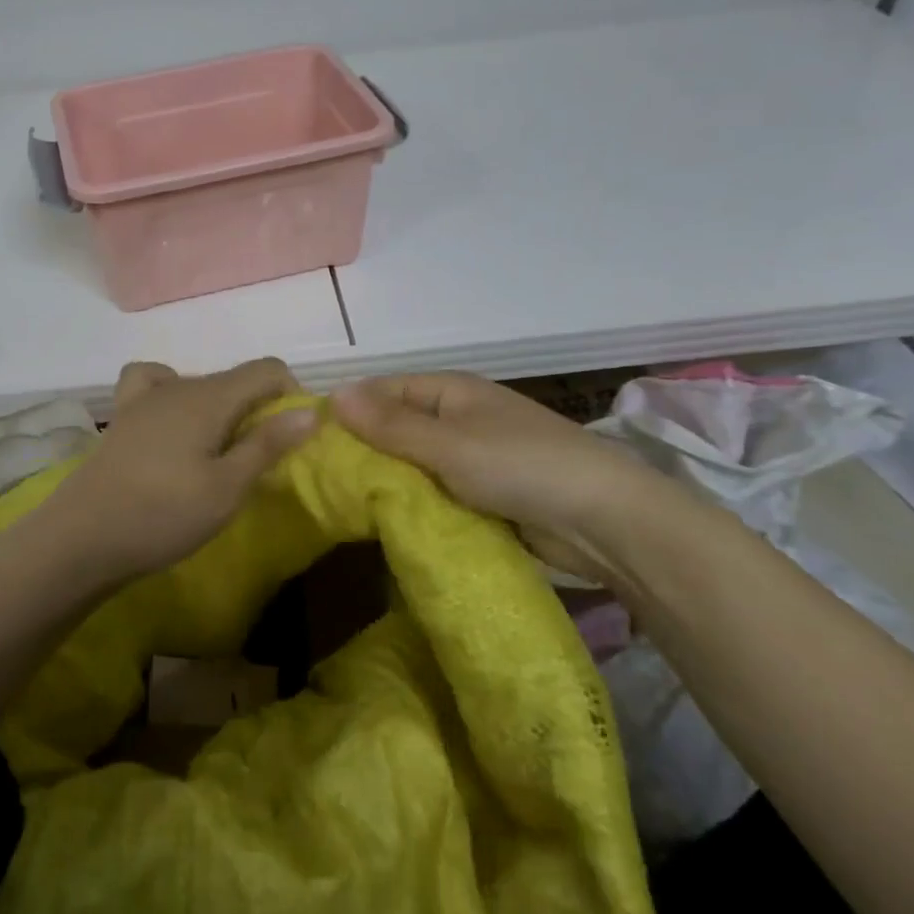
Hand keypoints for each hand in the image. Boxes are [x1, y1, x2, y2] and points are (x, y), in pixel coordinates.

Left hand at [51, 358, 319, 582]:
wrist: (82, 537)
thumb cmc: (163, 515)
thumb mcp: (226, 488)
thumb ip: (267, 445)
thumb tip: (309, 411)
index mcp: (210, 396)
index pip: (266, 368)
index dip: (291, 393)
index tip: (295, 435)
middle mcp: (178, 385)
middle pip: (233, 379)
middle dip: (258, 408)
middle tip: (259, 462)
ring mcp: (144, 398)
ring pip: (198, 385)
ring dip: (221, 409)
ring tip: (219, 452)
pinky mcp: (122, 417)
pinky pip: (152, 385)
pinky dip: (171, 394)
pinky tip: (171, 424)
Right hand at [330, 372, 699, 584]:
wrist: (605, 520)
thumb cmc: (520, 466)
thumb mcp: (447, 444)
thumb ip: (389, 424)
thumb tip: (333, 393)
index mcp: (450, 391)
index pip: (383, 390)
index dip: (349, 410)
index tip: (309, 440)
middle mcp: (460, 417)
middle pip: (397, 428)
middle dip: (365, 450)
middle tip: (319, 480)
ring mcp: (475, 456)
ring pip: (416, 464)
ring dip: (390, 481)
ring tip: (342, 505)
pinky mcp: (487, 494)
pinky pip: (438, 492)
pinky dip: (417, 503)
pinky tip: (387, 522)